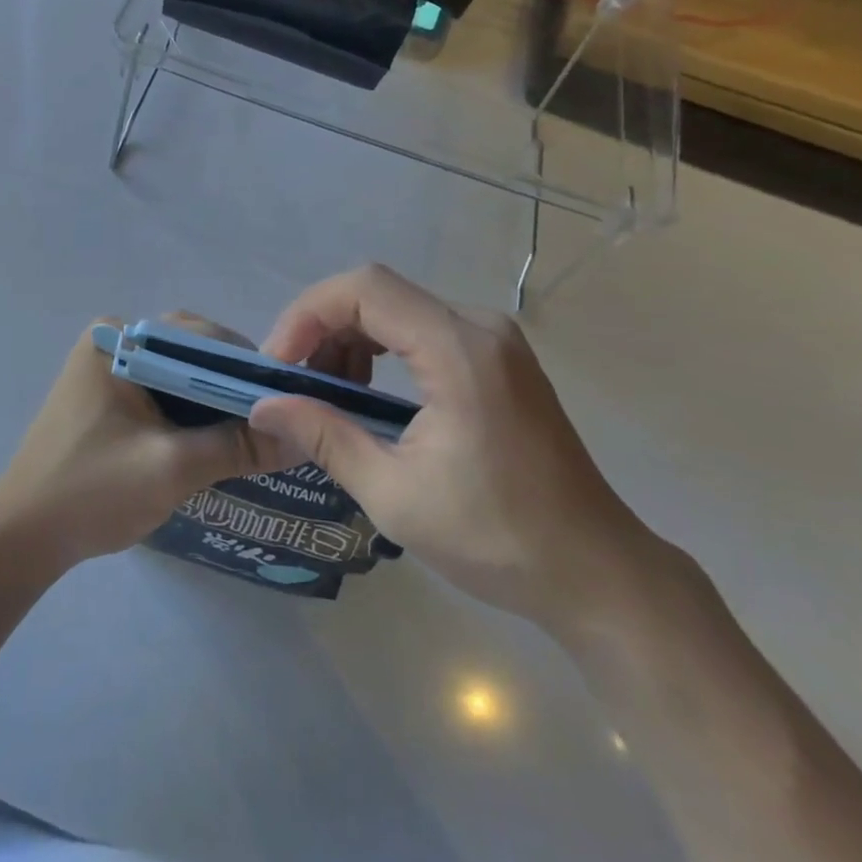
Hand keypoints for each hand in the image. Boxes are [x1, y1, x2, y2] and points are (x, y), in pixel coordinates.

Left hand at [0, 316, 281, 573]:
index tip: (288, 398)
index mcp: (118, 339)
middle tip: (275, 419)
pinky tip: (215, 441)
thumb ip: (238, 446)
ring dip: (213, 402)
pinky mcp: (106, 398)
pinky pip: (161, 393)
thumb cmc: (92, 491)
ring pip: (178, 375)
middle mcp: (112, 341)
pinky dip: (189, 414)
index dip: (247, 366)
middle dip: (231, 385)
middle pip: (190, 353)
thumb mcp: (173, 468)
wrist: (21, 539)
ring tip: (254, 432)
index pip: (199, 336)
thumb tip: (304, 438)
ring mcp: (106, 369)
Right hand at [248, 265, 659, 636]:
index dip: (307, 315)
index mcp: (459, 350)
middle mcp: (479, 326)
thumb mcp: (395, 494)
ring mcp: (493, 338)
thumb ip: (325, 437)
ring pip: (397, 306)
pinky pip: (422, 328)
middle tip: (290, 379)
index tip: (278, 365)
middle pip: (377, 291)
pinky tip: (365, 390)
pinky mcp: (497, 357)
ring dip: (349, 336)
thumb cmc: (497, 538)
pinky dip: (381, 347)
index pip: (364, 289)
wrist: (597, 572)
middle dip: (321, 326)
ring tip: (321, 390)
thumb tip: (264, 407)